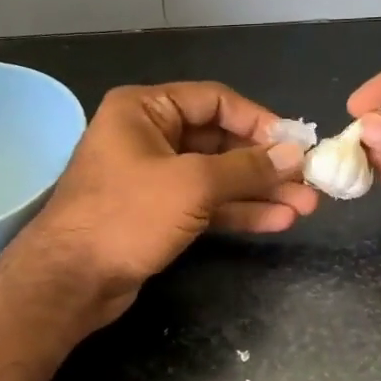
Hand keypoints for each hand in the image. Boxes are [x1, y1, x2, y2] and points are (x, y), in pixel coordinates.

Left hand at [15, 81, 315, 324]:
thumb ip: (246, 168)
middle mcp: (148, 136)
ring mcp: (153, 177)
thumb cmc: (127, 216)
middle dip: (265, 164)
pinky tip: (276, 221)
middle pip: (219, 140)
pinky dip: (238, 211)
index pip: (215, 100)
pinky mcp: (157, 213)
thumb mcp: (192, 185)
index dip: (258, 120)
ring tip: (305, 206)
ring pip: (216, 177)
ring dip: (259, 191)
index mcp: (145, 109)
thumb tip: (293, 156)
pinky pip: (205, 204)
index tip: (295, 144)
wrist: (71, 280)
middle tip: (309, 181)